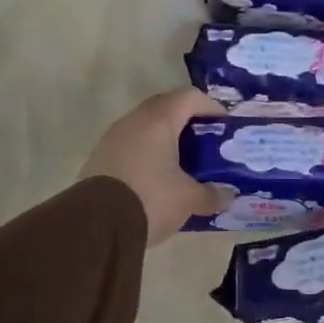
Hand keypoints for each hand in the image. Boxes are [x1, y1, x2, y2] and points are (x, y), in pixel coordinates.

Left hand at [79, 90, 231, 245]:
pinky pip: (131, 147)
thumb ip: (212, 194)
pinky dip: (148, 156)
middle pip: (166, 109)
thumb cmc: (150, 199)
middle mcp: (133, 121)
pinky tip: (157, 180)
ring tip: (184, 164)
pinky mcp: (99, 159)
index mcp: (159, 120)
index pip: (190, 97)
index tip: (225, 126)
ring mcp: (112, 138)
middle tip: (206, 145)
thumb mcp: (189, 199)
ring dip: (166, 141)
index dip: (211, 107)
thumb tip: (228, 195)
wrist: (95, 226)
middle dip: (189, 124)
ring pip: (145, 129)